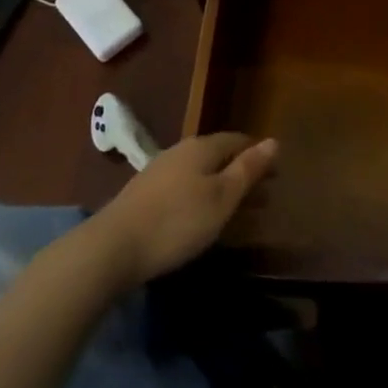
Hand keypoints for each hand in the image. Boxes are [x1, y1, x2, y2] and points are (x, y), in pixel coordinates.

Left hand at [90, 132, 277, 285]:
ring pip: (199, 171)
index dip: (258, 153)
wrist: (112, 247)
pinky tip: (199, 214)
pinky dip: (200, 195)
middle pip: (218, 155)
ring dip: (220, 184)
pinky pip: (182, 186)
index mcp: (202, 147)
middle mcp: (179, 151)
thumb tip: (273, 141)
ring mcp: (158, 171)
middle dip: (240, 170)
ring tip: (235, 207)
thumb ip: (248, 169)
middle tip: (262, 194)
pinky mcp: (143, 193)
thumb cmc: (177, 221)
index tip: (275, 173)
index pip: (237, 140)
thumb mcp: (222, 198)